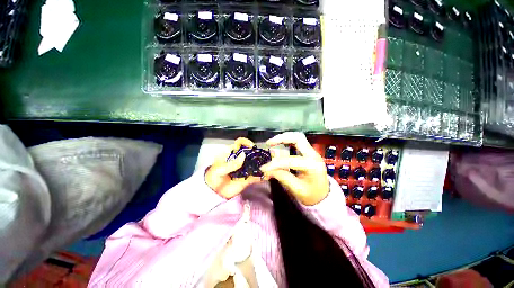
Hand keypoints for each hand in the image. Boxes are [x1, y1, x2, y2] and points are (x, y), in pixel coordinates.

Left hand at [205, 137, 261, 198]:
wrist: (213, 192)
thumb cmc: (213, 177)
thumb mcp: (220, 169)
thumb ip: (231, 163)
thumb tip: (243, 155)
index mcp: (231, 153)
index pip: (239, 143)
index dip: (246, 142)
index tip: (252, 146)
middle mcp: (239, 159)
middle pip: (250, 152)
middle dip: (258, 153)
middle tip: (265, 155)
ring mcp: (244, 168)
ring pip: (255, 163)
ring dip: (262, 164)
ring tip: (269, 165)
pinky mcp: (247, 177)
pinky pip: (256, 175)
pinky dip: (261, 175)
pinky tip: (267, 176)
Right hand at [260, 132, 328, 205]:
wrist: (324, 196)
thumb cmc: (312, 195)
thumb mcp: (296, 189)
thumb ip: (282, 177)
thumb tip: (267, 170)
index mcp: (312, 166)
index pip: (290, 160)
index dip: (275, 163)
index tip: (263, 168)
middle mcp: (313, 155)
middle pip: (298, 138)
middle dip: (281, 138)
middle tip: (269, 143)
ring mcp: (312, 152)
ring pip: (298, 137)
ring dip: (284, 138)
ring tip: (272, 143)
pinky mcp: (309, 152)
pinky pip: (297, 142)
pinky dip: (287, 141)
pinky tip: (279, 145)